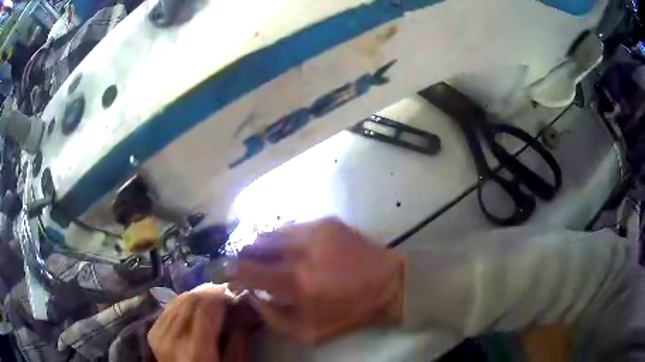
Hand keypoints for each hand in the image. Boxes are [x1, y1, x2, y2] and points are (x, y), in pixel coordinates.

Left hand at [147, 284, 253, 361]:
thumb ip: (238, 340)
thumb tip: (244, 310)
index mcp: (196, 352)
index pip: (205, 309)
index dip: (220, 296)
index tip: (234, 294)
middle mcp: (172, 340)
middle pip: (190, 301)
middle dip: (209, 292)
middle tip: (226, 292)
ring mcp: (158, 335)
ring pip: (178, 300)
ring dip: (197, 295)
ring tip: (212, 297)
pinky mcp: (152, 331)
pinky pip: (169, 307)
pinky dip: (184, 302)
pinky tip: (195, 306)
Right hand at [231, 217, 404, 343]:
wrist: (389, 283)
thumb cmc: (349, 312)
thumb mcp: (306, 331)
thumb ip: (271, 317)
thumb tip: (251, 295)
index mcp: (294, 282)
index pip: (244, 269)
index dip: (229, 271)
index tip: (225, 274)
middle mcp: (299, 251)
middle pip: (252, 245)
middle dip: (243, 256)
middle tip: (247, 267)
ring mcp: (313, 230)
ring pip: (269, 232)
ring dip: (261, 246)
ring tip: (268, 258)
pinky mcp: (325, 221)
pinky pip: (289, 227)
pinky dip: (282, 239)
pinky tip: (291, 249)